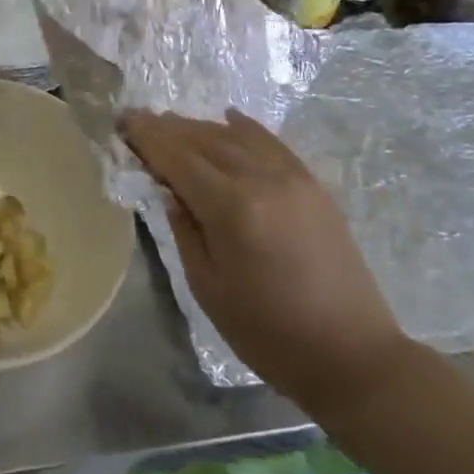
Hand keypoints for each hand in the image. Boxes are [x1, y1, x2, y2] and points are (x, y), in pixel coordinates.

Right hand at [119, 109, 413, 417]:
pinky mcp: (312, 183)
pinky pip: (270, 142)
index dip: (145, 136)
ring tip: (171, 125)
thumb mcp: (207, 287)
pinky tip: (226, 118)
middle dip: (165, 127)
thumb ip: (183, 228)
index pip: (176, 156)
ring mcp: (291, 176)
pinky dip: (243, 128)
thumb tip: (168, 187)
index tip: (120, 122)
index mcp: (231, 208)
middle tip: (136, 121)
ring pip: (233, 136)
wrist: (352, 354)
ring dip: (198, 127)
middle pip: (202, 138)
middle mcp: (261, 178)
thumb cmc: (268, 332)